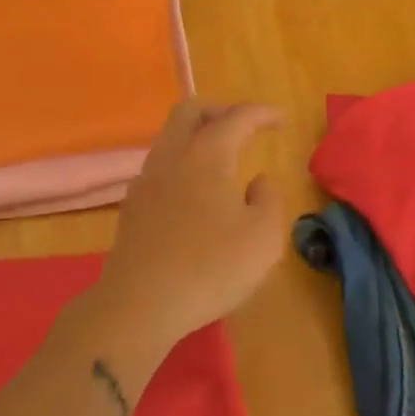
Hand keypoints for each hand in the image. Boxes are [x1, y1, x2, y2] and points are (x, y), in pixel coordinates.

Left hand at [90, 100, 285, 357]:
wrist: (140, 305)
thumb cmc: (210, 268)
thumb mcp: (263, 237)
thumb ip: (269, 199)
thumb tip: (258, 181)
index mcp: (206, 156)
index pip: (237, 117)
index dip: (262, 113)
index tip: (282, 119)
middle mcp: (172, 157)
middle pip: (190, 111)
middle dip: (220, 109)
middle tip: (245, 126)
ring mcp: (146, 180)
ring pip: (170, 137)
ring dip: (198, 135)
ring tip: (223, 159)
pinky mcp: (132, 206)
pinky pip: (160, 165)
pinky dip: (182, 163)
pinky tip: (195, 192)